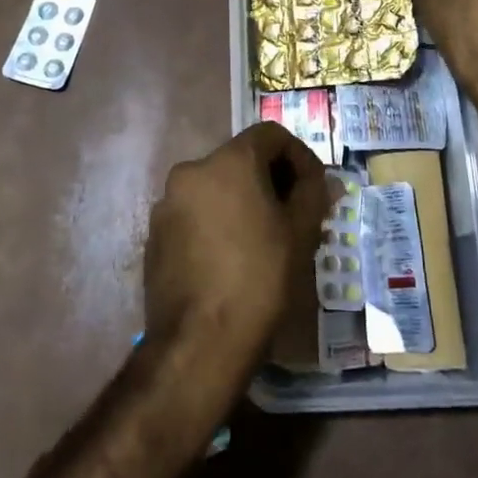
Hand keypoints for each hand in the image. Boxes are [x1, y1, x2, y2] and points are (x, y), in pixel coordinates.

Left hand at [144, 122, 328, 375]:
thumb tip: (321, 180)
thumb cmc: (259, 279)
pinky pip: (195, 214)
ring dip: (243, 202)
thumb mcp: (300, 233)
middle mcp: (192, 170)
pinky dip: (217, 223)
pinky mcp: (155, 234)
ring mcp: (167, 203)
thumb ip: (313, 193)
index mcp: (228, 161)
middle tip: (294, 215)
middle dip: (271, 180)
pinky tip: (232, 258)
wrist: (199, 343)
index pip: (271, 134)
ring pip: (216, 188)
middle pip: (241, 159)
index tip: (314, 189)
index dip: (299, 156)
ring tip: (265, 239)